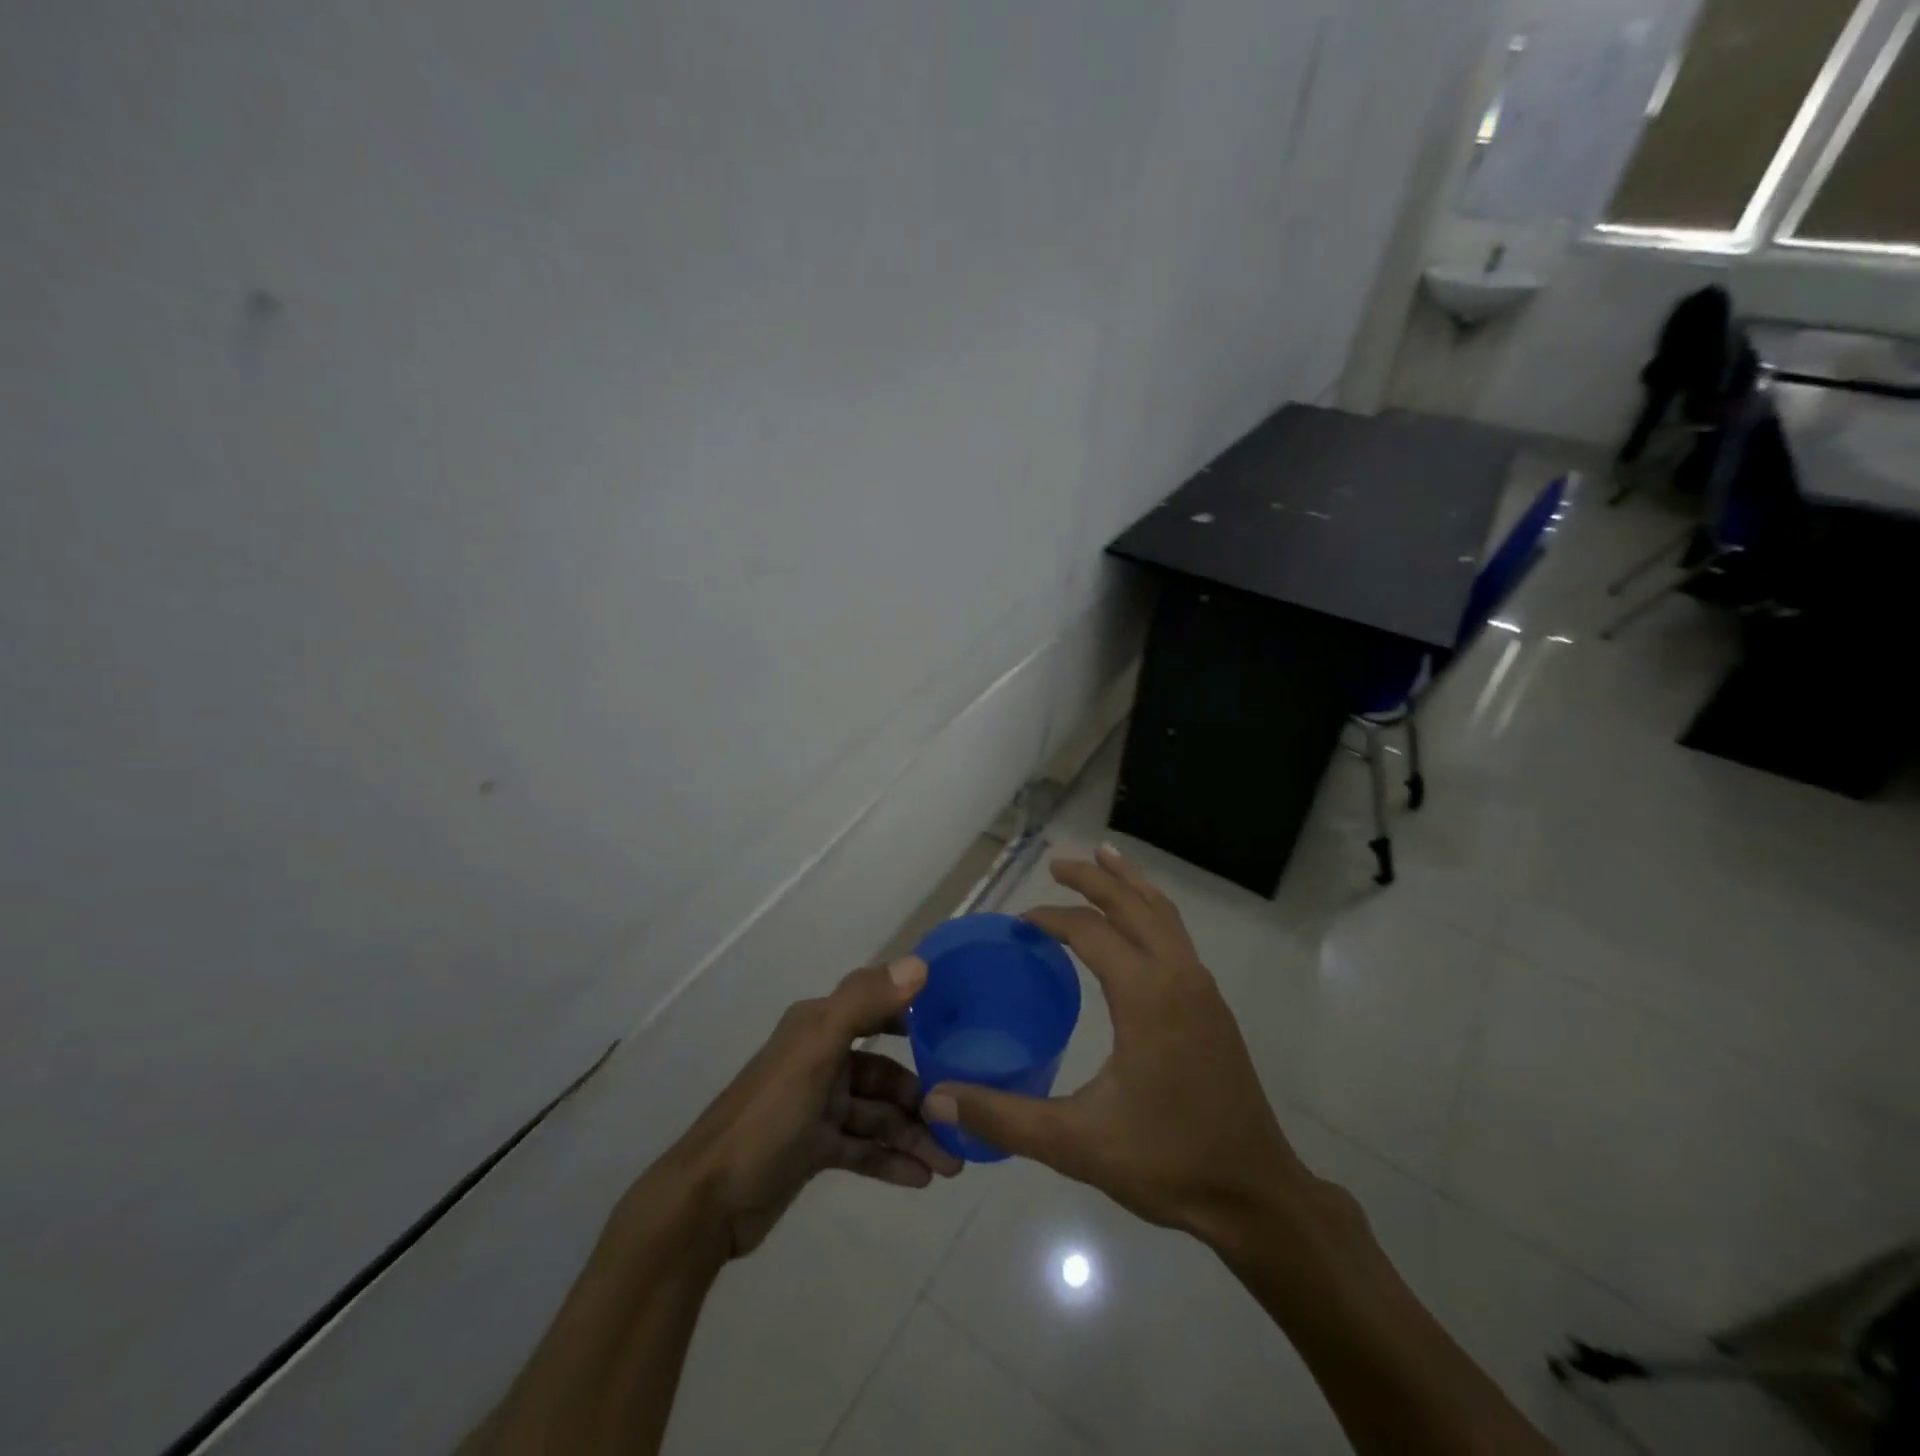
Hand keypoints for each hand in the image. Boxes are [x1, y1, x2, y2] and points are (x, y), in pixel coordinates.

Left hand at [662, 957, 961, 1258]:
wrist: (706, 1203)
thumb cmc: (766, 1117)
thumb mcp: (815, 1052)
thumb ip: (864, 1004)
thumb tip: (920, 964)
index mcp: (818, 1027)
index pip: (876, 1008)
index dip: (914, 1015)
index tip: (957, 1030)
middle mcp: (820, 1059)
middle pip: (884, 1072)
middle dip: (921, 1096)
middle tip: (959, 1122)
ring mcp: (817, 1106)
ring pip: (878, 1114)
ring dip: (913, 1135)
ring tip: (951, 1163)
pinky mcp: (813, 1148)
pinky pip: (863, 1148)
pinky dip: (891, 1159)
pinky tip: (921, 1179)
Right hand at [921, 845, 1308, 1242]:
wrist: (1254, 1194)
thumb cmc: (1167, 1162)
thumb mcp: (1076, 1144)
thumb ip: (1004, 1117)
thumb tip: (935, 1097)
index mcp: (1146, 996)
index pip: (1091, 932)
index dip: (1051, 918)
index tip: (1018, 923)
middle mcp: (1178, 976)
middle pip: (1133, 905)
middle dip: (1094, 878)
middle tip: (1057, 862)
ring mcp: (1202, 988)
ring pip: (1164, 913)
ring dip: (1130, 884)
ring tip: (1105, 857)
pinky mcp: (1213, 1006)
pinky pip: (1178, 935)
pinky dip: (1152, 910)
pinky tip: (1139, 923)